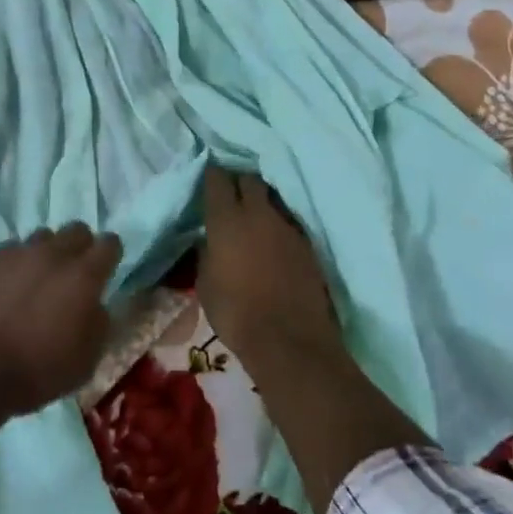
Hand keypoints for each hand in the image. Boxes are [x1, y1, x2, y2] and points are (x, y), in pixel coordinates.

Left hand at [0, 224, 124, 417]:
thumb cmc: (37, 372)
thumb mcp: (86, 361)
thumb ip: (99, 324)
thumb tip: (96, 305)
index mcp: (83, 276)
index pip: (110, 244)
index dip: (110, 256)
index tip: (105, 270)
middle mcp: (53, 254)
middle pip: (77, 230)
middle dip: (80, 247)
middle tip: (72, 274)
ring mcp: (17, 253)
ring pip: (42, 237)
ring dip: (46, 254)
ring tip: (37, 279)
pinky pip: (11, 250)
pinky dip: (15, 264)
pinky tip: (7, 287)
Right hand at [199, 167, 343, 369]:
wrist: (288, 339)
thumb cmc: (236, 313)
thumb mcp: (205, 283)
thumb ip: (206, 252)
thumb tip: (209, 240)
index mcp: (226, 220)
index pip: (218, 179)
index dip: (212, 174)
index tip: (208, 176)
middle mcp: (258, 214)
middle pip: (250, 180)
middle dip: (239, 180)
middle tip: (231, 192)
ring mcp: (287, 226)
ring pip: (272, 198)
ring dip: (261, 201)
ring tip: (253, 214)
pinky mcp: (307, 243)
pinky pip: (288, 221)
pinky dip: (278, 223)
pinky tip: (272, 237)